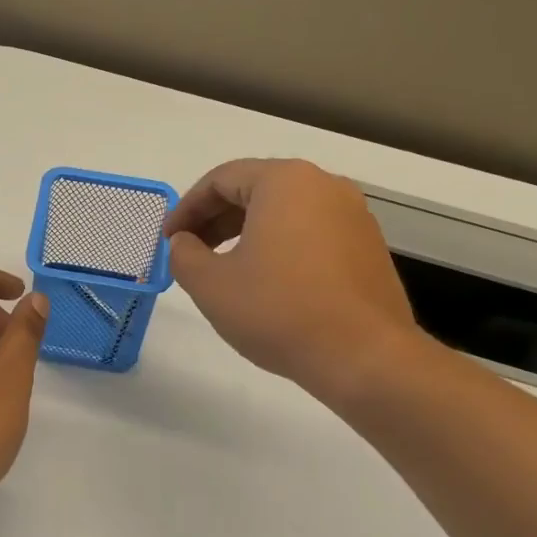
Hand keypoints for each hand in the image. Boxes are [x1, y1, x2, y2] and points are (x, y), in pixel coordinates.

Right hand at [164, 159, 421, 406]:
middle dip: (215, 219)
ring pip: (285, 212)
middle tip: (189, 251)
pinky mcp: (368, 248)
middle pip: (256, 190)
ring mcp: (353, 216)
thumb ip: (184, 255)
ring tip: (223, 268)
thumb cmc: (279, 311)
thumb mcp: (211, 284)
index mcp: (285, 181)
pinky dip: (280, 246)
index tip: (168, 239)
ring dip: (246, 233)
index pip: (221, 179)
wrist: (364, 357)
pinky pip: (311, 233)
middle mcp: (325, 186)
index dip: (186, 208)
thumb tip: (184, 243)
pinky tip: (266, 282)